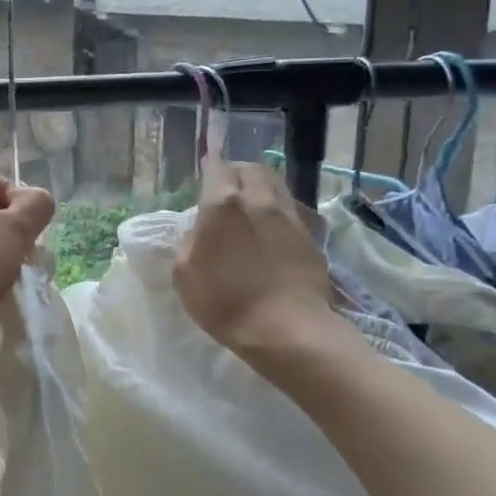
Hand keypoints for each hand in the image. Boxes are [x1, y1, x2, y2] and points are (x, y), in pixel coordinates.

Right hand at [175, 159, 342, 363]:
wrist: (287, 328)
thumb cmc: (225, 302)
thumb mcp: (185, 274)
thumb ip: (188, 242)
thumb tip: (199, 229)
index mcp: (223, 204)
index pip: (217, 167)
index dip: (210, 166)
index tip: (206, 172)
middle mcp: (258, 200)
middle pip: (251, 168)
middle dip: (237, 171)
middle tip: (228, 186)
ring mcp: (288, 216)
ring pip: (276, 183)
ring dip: (261, 185)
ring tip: (252, 202)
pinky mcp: (310, 235)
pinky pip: (290, 207)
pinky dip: (278, 208)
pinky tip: (271, 226)